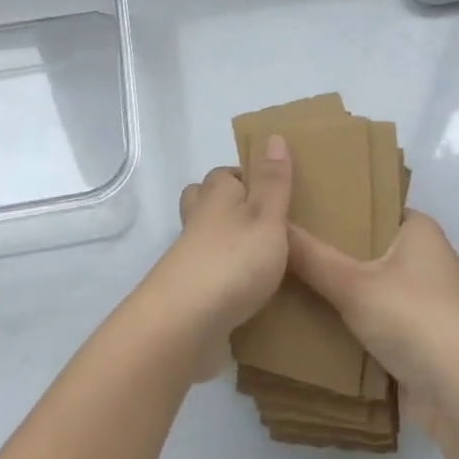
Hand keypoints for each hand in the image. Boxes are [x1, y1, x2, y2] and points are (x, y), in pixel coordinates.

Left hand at [138, 134, 293, 381]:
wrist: (185, 322)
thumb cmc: (233, 260)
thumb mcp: (266, 215)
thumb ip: (273, 181)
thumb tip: (274, 135)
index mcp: (216, 195)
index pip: (226, 175)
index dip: (246, 179)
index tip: (272, 193)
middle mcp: (197, 220)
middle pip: (205, 202)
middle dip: (226, 206)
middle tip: (261, 223)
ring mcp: (188, 258)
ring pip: (204, 239)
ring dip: (224, 244)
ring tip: (259, 259)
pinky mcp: (188, 293)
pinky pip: (206, 276)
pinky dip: (222, 278)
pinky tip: (245, 294)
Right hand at [287, 211, 458, 439]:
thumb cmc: (416, 319)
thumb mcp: (354, 284)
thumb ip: (310, 256)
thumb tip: (271, 225)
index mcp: (417, 229)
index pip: (369, 200)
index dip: (334, 198)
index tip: (293, 197)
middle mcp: (421, 256)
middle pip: (363, 242)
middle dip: (325, 243)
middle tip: (276, 234)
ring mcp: (418, 298)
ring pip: (364, 281)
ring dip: (332, 283)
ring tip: (279, 269)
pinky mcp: (412, 335)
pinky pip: (368, 314)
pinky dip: (343, 315)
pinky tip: (302, 311)